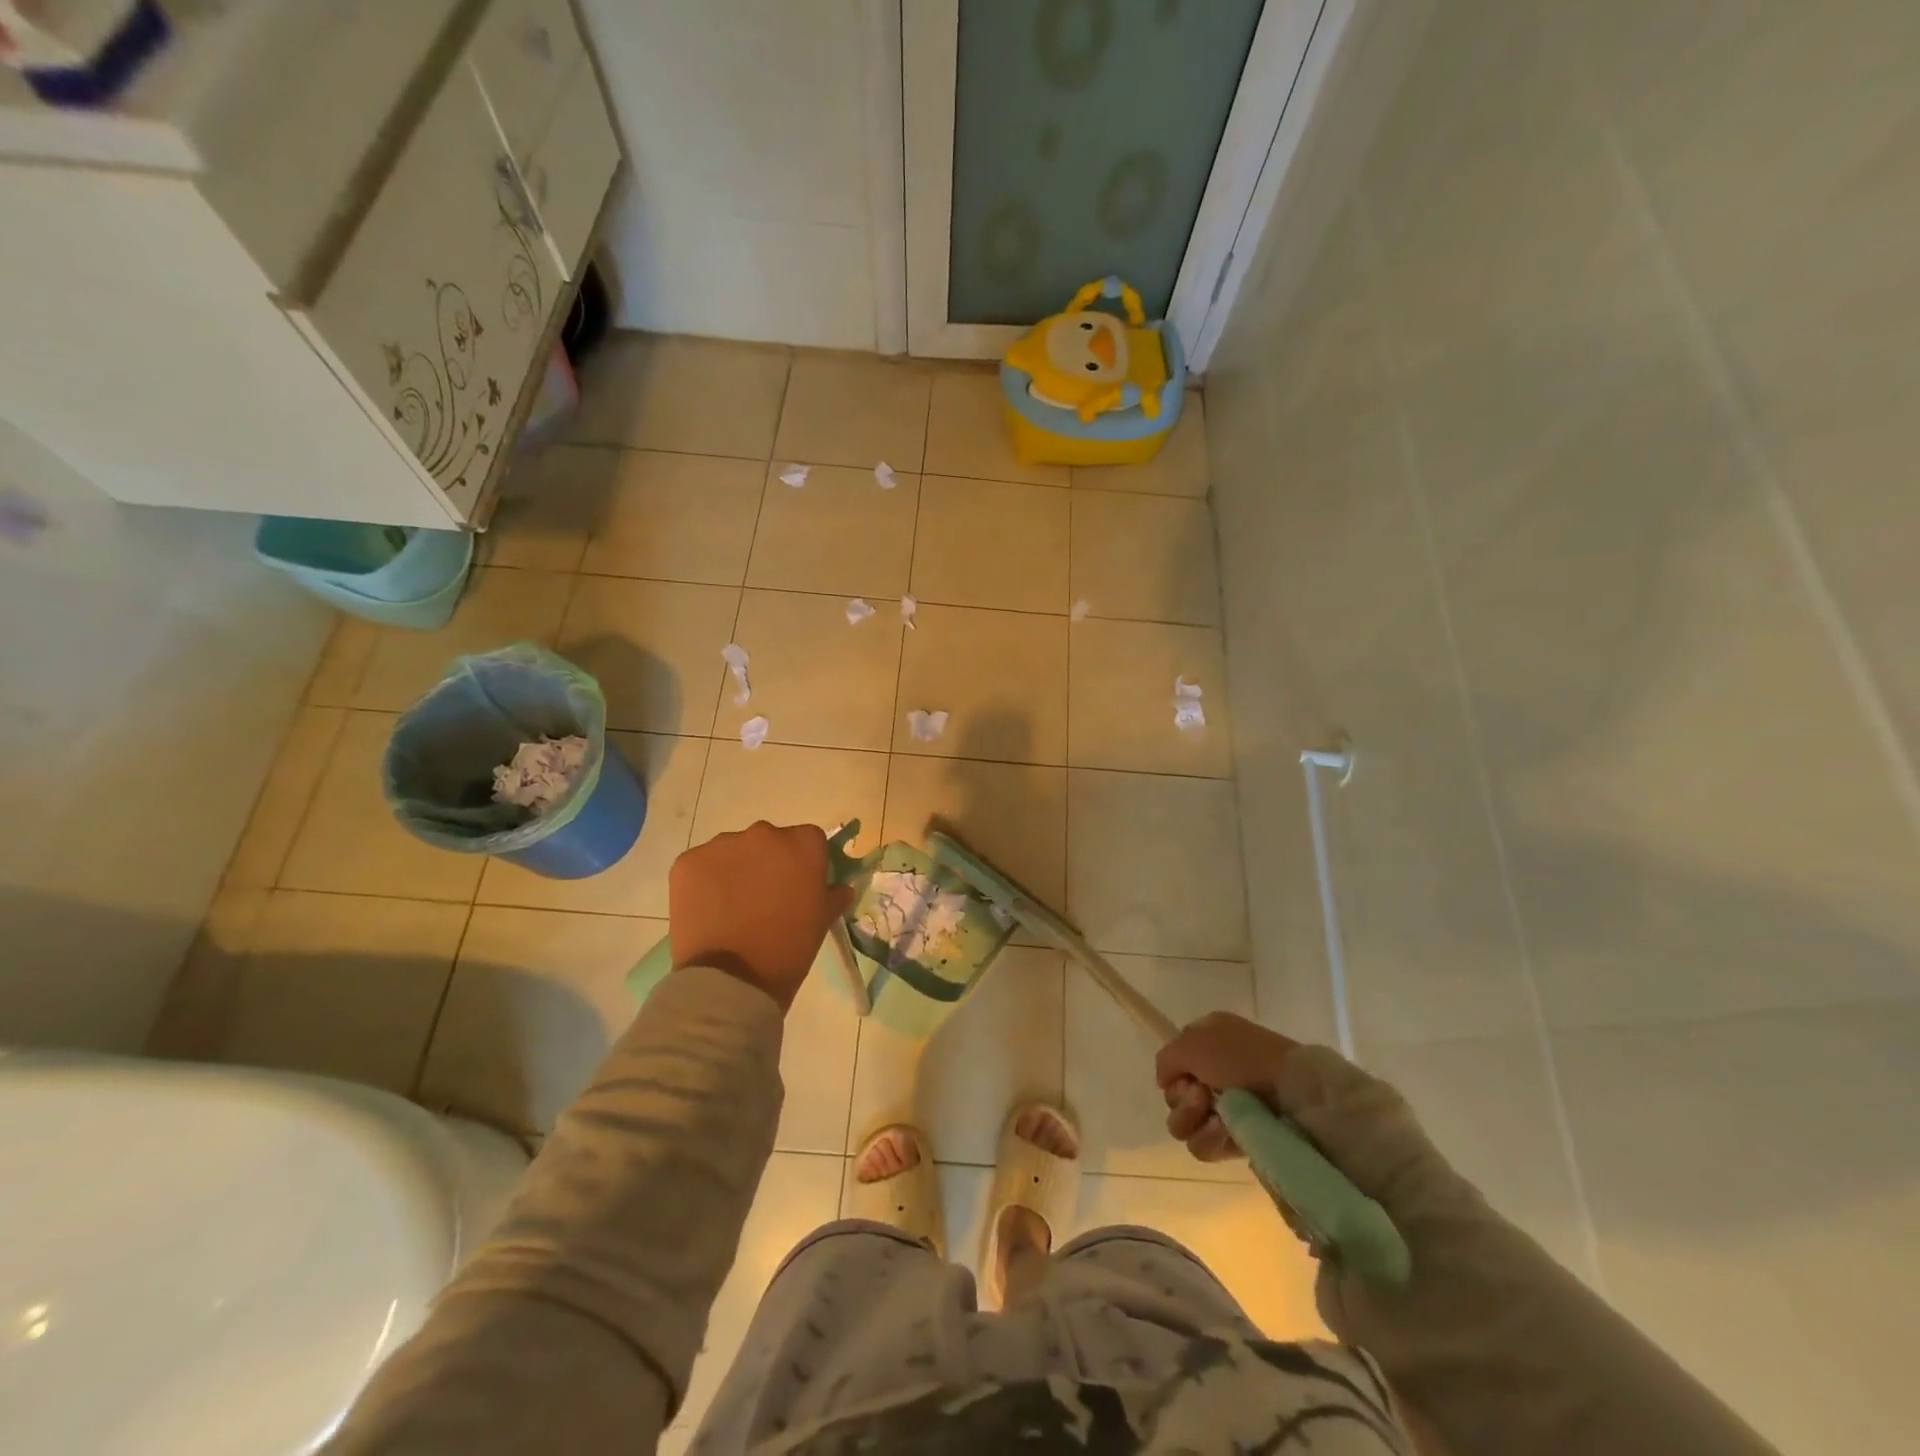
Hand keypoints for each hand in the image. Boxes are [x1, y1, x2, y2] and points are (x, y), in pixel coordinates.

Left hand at [668, 821, 855, 1011]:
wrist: (731, 980)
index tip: (798, 886)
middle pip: (769, 840)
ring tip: (732, 907)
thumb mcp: (821, 922)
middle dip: (768, 862)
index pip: (808, 840)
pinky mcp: (688, 861)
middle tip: (764, 898)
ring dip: (736, 869)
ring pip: (733, 850)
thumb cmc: (788, 950)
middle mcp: (764, 834)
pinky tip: (708, 910)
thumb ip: (833, 895)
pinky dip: (706, 881)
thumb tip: (839, 887)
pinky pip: (702, 864)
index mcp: (803, 844)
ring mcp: (722, 845)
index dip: (804, 862)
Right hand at [1155, 1011, 1297, 1162]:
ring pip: (1184, 1124)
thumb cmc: (1241, 1057)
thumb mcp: (1192, 1041)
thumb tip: (1165, 1082)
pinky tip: (1225, 1131)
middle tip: (1202, 1094)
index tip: (1184, 1075)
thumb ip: (1166, 1059)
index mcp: (1208, 1040)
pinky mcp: (1239, 1138)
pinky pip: (1204, 1145)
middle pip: (1175, 1096)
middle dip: (1182, 1099)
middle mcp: (1215, 1072)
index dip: (1174, 1072)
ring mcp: (1228, 1108)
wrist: (1292, 1092)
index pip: (1173, 1062)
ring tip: (1216, 1116)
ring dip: (1193, 1119)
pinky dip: (1210, 1139)